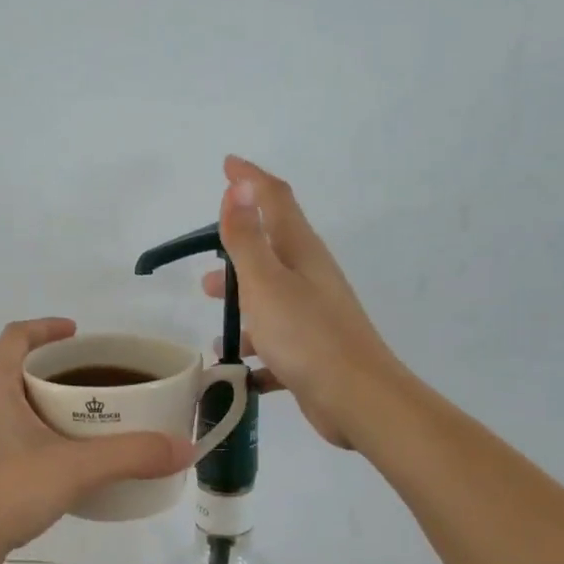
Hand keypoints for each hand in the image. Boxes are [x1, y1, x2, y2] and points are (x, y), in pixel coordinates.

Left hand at [0, 319, 192, 563]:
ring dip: (35, 401)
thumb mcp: (76, 469)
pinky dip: (23, 430)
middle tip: (88, 382)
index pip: (17, 335)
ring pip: (2, 401)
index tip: (78, 334)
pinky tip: (49, 458)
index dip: (48, 328)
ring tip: (75, 419)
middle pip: (11, 366)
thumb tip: (184, 448)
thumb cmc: (5, 492)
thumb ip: (132, 455)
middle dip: (49, 369)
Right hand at [204, 157, 401, 450]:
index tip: (227, 165)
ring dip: (243, 307)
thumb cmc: (306, 335)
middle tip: (206, 264)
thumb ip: (247, 237)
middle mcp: (310, 278)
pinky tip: (236, 370)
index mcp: (300, 252)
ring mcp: (313, 316)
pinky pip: (276, 345)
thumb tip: (238, 185)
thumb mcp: (265, 282)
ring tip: (215, 325)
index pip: (275, 199)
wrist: (356, 399)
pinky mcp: (312, 353)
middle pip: (270, 253)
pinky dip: (255, 352)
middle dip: (238, 254)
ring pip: (270, 302)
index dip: (250, 180)